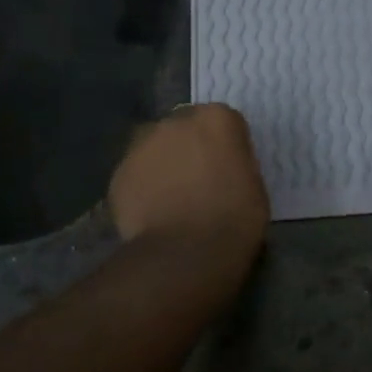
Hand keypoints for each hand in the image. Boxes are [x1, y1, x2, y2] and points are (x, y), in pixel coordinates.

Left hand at [109, 104, 269, 252]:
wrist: (186, 252)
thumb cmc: (235, 218)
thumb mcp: (254, 183)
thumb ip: (236, 163)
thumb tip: (224, 168)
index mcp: (217, 119)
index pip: (223, 122)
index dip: (225, 146)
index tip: (229, 168)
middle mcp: (176, 121)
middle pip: (184, 128)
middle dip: (189, 147)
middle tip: (198, 180)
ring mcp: (142, 145)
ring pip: (154, 148)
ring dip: (163, 163)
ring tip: (171, 197)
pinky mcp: (118, 173)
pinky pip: (135, 175)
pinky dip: (142, 187)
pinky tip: (152, 212)